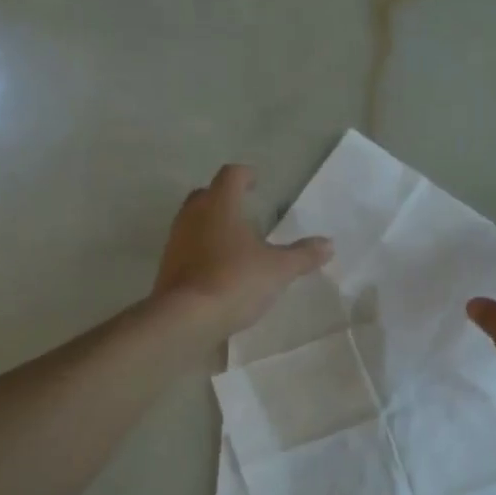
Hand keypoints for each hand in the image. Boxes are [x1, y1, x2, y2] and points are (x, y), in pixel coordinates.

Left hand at [154, 165, 332, 337]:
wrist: (185, 318)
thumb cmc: (235, 281)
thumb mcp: (278, 270)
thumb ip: (302, 255)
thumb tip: (328, 244)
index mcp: (220, 205)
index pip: (231, 175)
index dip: (245, 175)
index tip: (255, 181)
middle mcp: (193, 216)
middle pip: (206, 195)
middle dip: (224, 198)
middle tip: (243, 210)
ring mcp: (176, 242)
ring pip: (193, 222)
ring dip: (211, 226)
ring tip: (233, 242)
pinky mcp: (167, 267)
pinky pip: (187, 249)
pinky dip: (201, 251)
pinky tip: (217, 269)